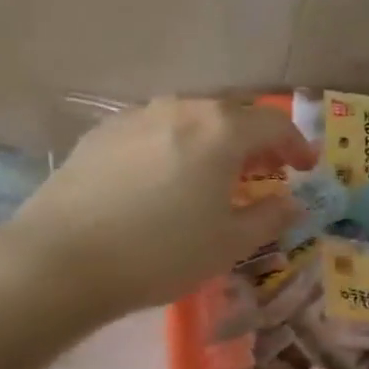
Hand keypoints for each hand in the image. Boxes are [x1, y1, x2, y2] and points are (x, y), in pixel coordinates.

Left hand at [0, 98, 314, 327]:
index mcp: (220, 130)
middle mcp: (180, 109)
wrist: (62, 259)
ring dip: (215, 141)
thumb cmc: (161, 252)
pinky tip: (166, 178)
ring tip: (217, 175)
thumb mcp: (229, 244)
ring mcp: (136, 117)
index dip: (297, 145)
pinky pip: (155, 130)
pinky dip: (176, 147)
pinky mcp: (101, 134)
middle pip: (232, 114)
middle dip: (257, 140)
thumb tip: (291, 202)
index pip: (274, 124)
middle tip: (267, 171)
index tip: (306, 169)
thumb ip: (269, 217)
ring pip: (191, 119)